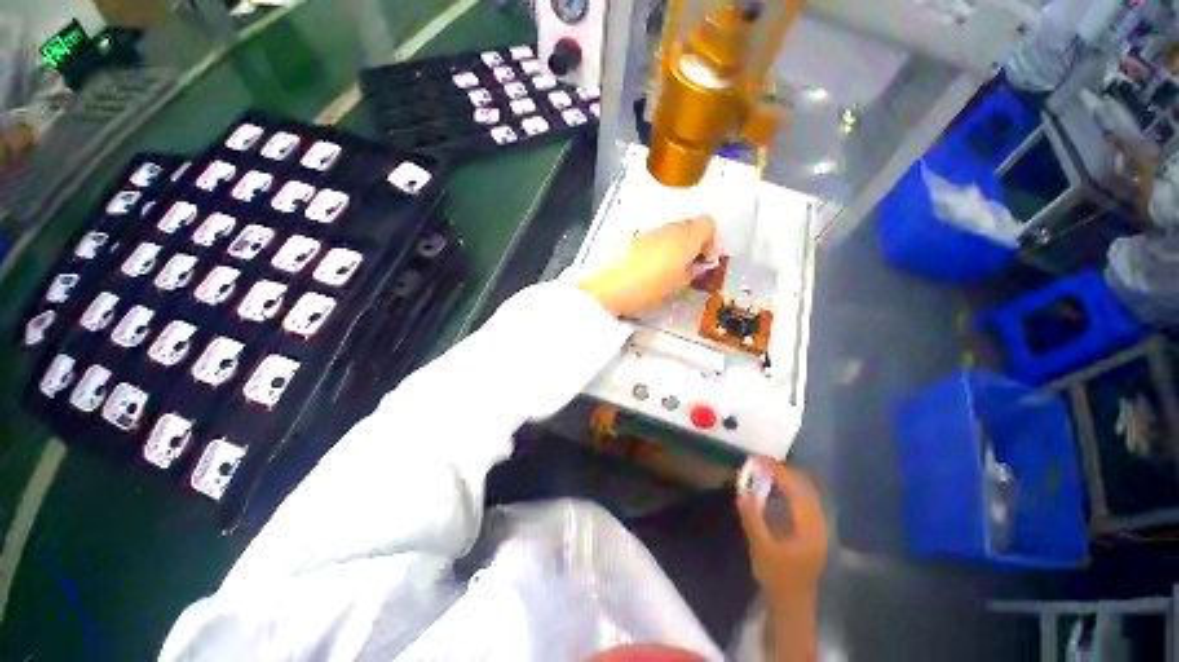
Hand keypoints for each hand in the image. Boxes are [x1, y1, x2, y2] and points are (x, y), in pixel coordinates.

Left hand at [579, 216, 716, 316]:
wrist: (610, 287)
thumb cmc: (649, 288)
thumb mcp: (677, 285)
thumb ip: (692, 271)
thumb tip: (698, 264)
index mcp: (686, 239)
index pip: (708, 223)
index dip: (711, 239)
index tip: (705, 258)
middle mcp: (670, 229)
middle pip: (690, 225)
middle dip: (694, 241)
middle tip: (689, 264)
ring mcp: (650, 231)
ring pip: (672, 231)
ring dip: (676, 244)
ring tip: (669, 268)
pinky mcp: (635, 237)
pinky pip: (655, 237)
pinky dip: (660, 246)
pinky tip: (651, 266)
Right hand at [736, 460, 827, 605]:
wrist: (792, 603)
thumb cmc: (777, 577)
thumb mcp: (761, 548)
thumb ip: (752, 518)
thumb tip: (742, 491)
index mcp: (809, 528)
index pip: (796, 491)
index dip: (779, 472)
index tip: (760, 460)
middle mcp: (819, 525)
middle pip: (806, 489)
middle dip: (784, 473)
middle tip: (762, 463)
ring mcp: (819, 529)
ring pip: (807, 495)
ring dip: (789, 481)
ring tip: (768, 471)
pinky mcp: (814, 532)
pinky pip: (805, 503)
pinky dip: (792, 491)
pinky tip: (778, 490)